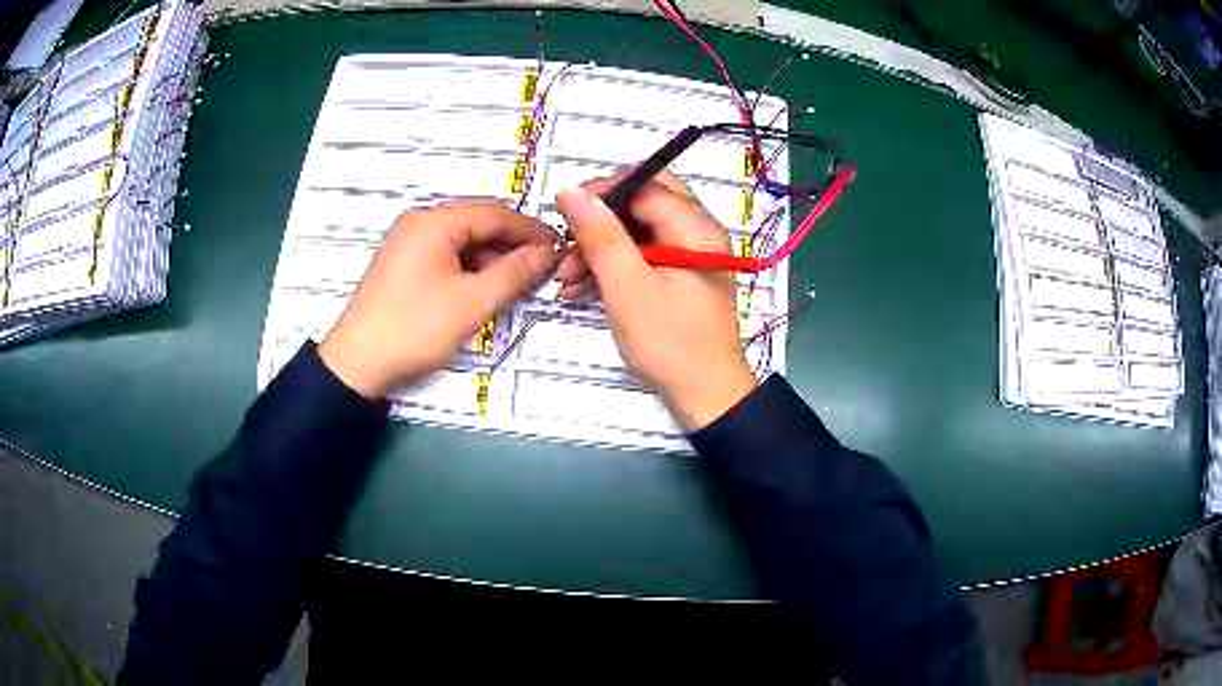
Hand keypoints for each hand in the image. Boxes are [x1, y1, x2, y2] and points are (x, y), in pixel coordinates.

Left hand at [319, 199, 558, 398]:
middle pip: (478, 224)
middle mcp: (420, 223)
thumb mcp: (472, 303)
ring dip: (492, 259)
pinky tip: (486, 289)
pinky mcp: (404, 265)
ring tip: (518, 284)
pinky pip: (448, 256)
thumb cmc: (413, 329)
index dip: (531, 230)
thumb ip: (514, 273)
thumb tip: (547, 253)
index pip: (495, 213)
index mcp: (434, 222)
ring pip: (464, 241)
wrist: (357, 364)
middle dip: (512, 245)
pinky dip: (471, 269)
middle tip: (543, 269)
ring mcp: (409, 243)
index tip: (560, 248)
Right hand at [555, 173, 755, 430]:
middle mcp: (698, 231)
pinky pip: (642, 254)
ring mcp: (689, 252)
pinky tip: (580, 288)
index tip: (565, 214)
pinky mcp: (680, 274)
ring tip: (566, 278)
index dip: (601, 193)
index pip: (644, 184)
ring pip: (637, 229)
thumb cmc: (670, 345)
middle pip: (641, 203)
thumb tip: (570, 189)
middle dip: (599, 221)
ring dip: (599, 247)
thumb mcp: (628, 288)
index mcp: (695, 227)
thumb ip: (600, 235)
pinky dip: (612, 265)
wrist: (705, 396)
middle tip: (568, 246)